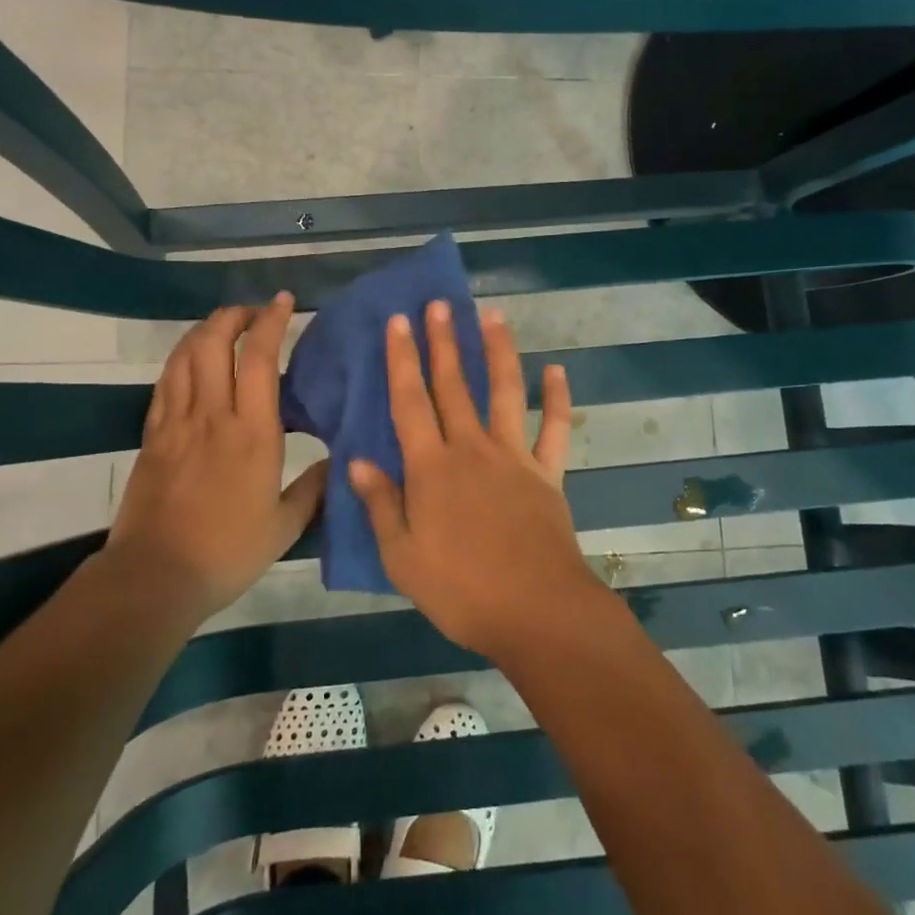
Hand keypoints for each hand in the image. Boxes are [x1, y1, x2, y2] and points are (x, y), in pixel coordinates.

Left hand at [109, 293, 327, 620]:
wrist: (155, 577)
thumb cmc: (228, 552)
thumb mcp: (285, 527)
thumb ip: (314, 489)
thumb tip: (337, 462)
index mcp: (253, 432)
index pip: (259, 358)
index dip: (271, 321)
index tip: (283, 301)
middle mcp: (213, 415)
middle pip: (214, 343)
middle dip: (233, 315)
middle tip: (252, 312)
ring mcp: (177, 423)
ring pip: (185, 356)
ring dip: (204, 330)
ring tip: (223, 327)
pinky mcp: (152, 436)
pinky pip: (165, 383)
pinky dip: (180, 359)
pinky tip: (191, 361)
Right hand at [349, 300, 596, 658]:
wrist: (536, 611)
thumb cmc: (461, 590)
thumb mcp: (402, 558)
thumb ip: (381, 504)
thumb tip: (357, 460)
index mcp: (431, 468)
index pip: (410, 402)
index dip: (402, 359)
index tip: (398, 322)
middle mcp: (471, 449)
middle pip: (453, 385)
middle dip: (443, 341)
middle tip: (439, 303)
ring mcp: (513, 456)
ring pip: (504, 391)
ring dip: (497, 351)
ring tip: (491, 315)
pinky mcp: (547, 472)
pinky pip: (554, 428)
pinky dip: (557, 399)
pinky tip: (556, 371)